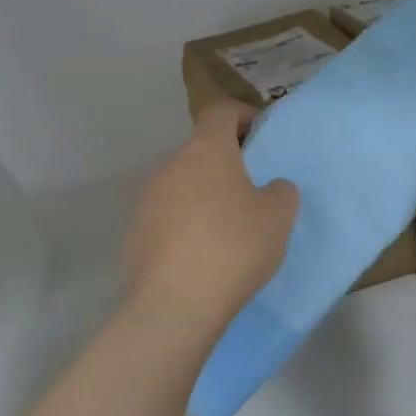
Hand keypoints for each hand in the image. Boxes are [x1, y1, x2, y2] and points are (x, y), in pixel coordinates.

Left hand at [123, 101, 299, 337]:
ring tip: (226, 228)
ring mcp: (146, 200)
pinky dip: (184, 226)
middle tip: (249, 190)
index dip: (241, 116)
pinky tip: (200, 256)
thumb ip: (281, 191)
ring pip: (181, 185)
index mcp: (206, 151)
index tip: (259, 134)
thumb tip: (271, 188)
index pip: (220, 112)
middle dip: (224, 164)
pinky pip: (166, 218)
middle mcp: (170, 166)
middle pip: (200, 151)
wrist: (175, 304)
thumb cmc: (234, 247)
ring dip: (202, 196)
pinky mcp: (134, 233)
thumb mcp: (278, 217)